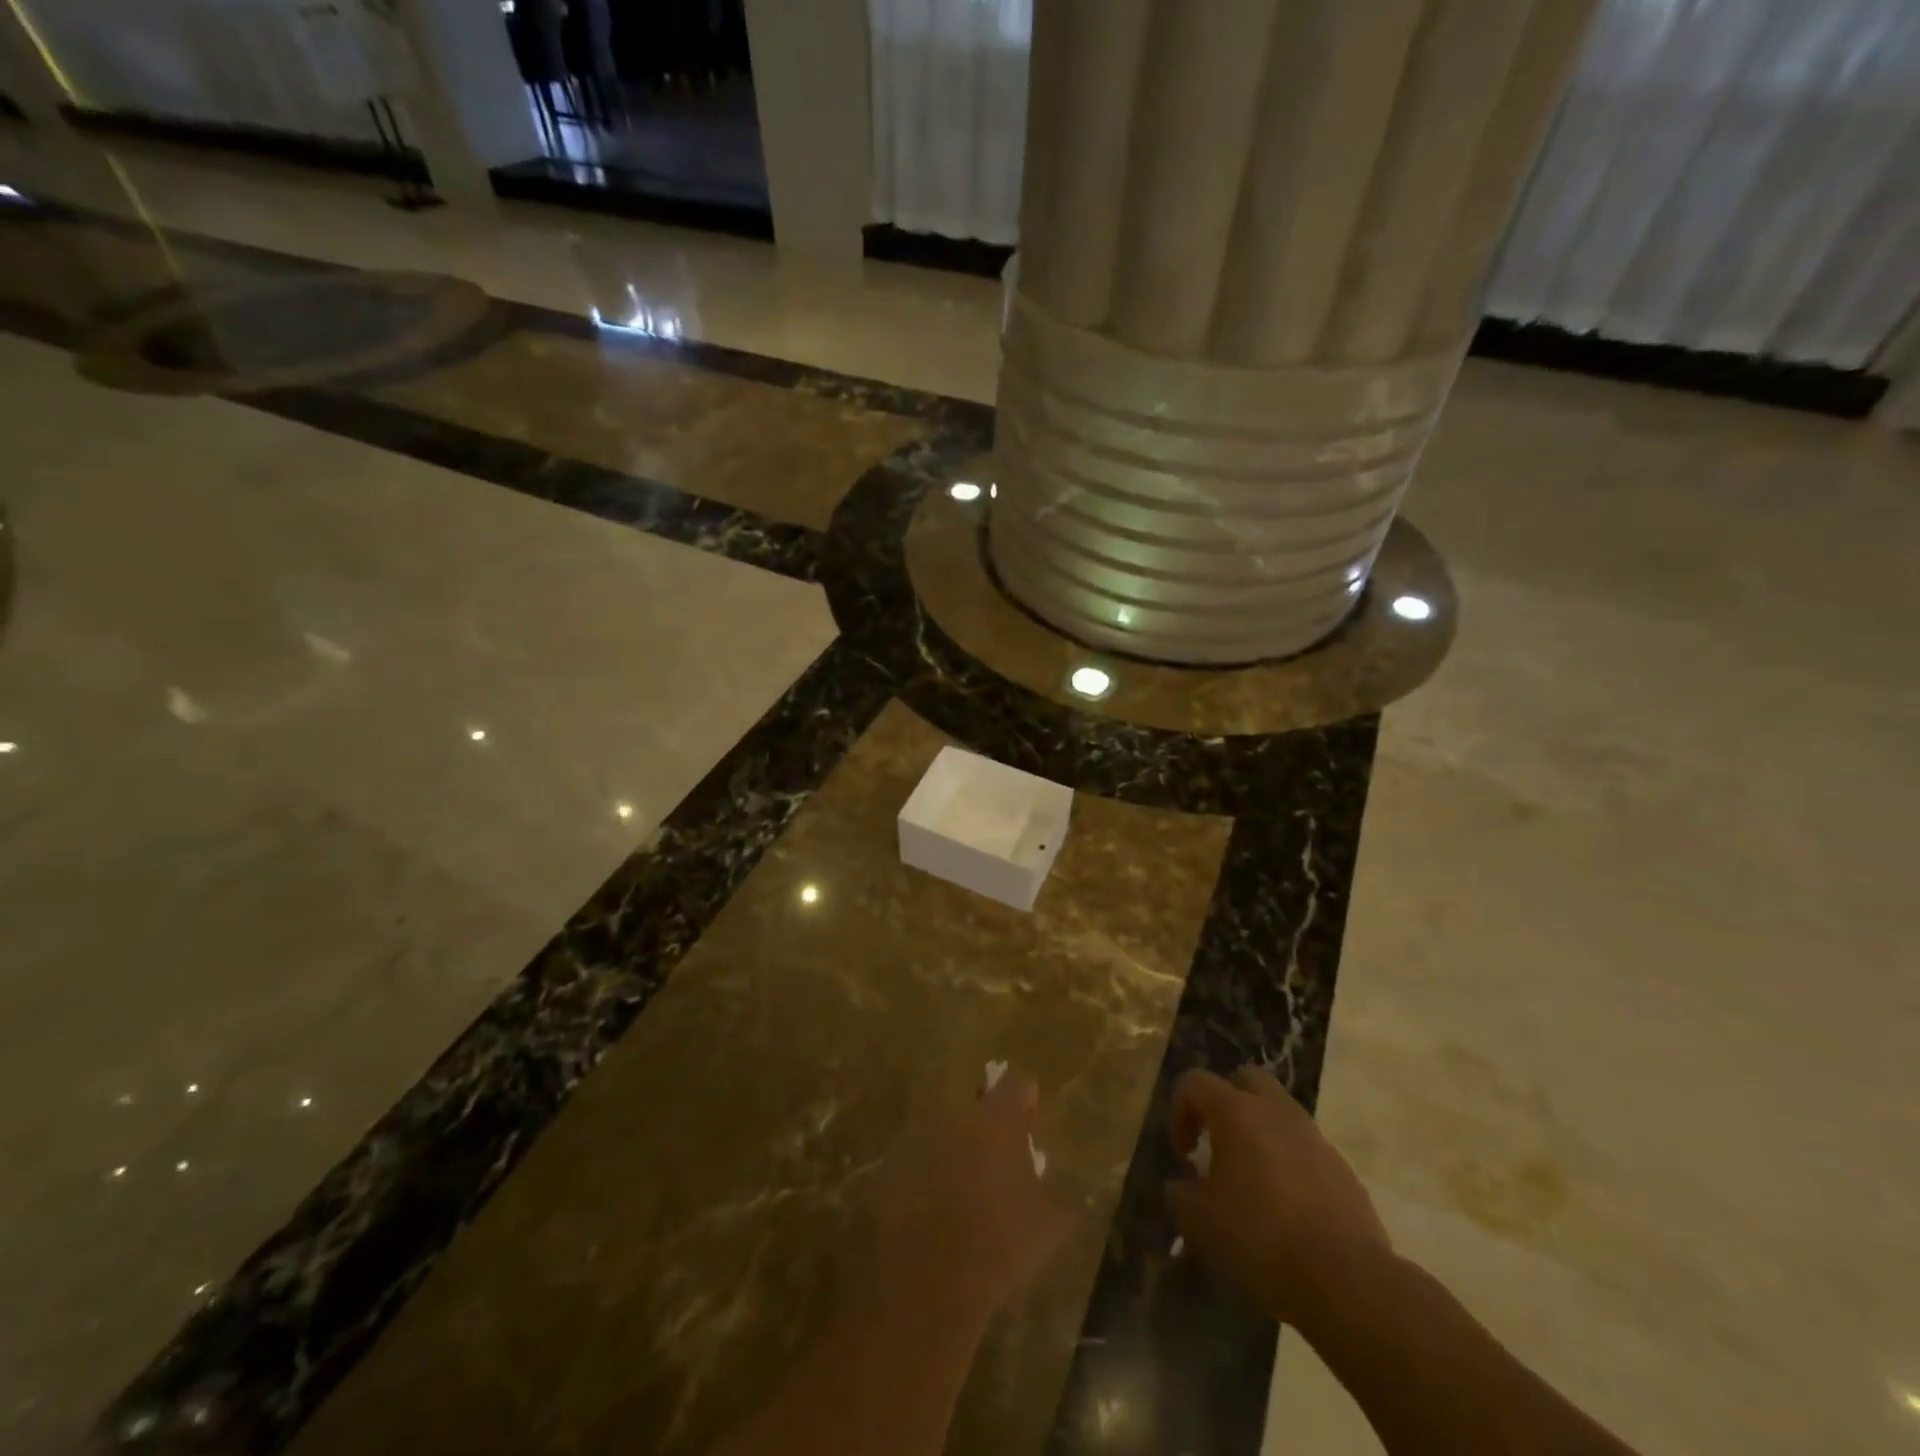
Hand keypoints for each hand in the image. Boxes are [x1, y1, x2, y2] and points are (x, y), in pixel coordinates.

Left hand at [864, 1073, 1072, 1324]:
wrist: (927, 1281)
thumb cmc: (998, 1245)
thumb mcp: (1049, 1225)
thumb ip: (1060, 1195)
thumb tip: (1065, 1188)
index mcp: (997, 1118)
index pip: (1018, 1084)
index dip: (1027, 1103)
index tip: (1031, 1131)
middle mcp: (955, 1113)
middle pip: (977, 1103)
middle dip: (989, 1125)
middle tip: (999, 1160)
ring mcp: (919, 1135)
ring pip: (946, 1129)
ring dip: (958, 1148)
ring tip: (967, 1188)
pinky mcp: (891, 1164)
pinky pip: (918, 1156)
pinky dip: (929, 1172)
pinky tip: (937, 1208)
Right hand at [1164, 1066, 1393, 1332]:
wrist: (1347, 1280)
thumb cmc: (1260, 1237)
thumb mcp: (1198, 1220)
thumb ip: (1180, 1193)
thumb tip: (1183, 1185)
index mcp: (1236, 1111)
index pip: (1195, 1081)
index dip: (1179, 1111)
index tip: (1184, 1155)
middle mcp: (1276, 1111)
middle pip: (1246, 1080)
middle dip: (1226, 1103)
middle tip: (1218, 1143)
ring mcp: (1315, 1138)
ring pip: (1280, 1114)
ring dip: (1260, 1134)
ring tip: (1252, 1180)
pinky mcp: (1342, 1169)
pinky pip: (1305, 1150)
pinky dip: (1289, 1164)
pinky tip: (1285, 1208)